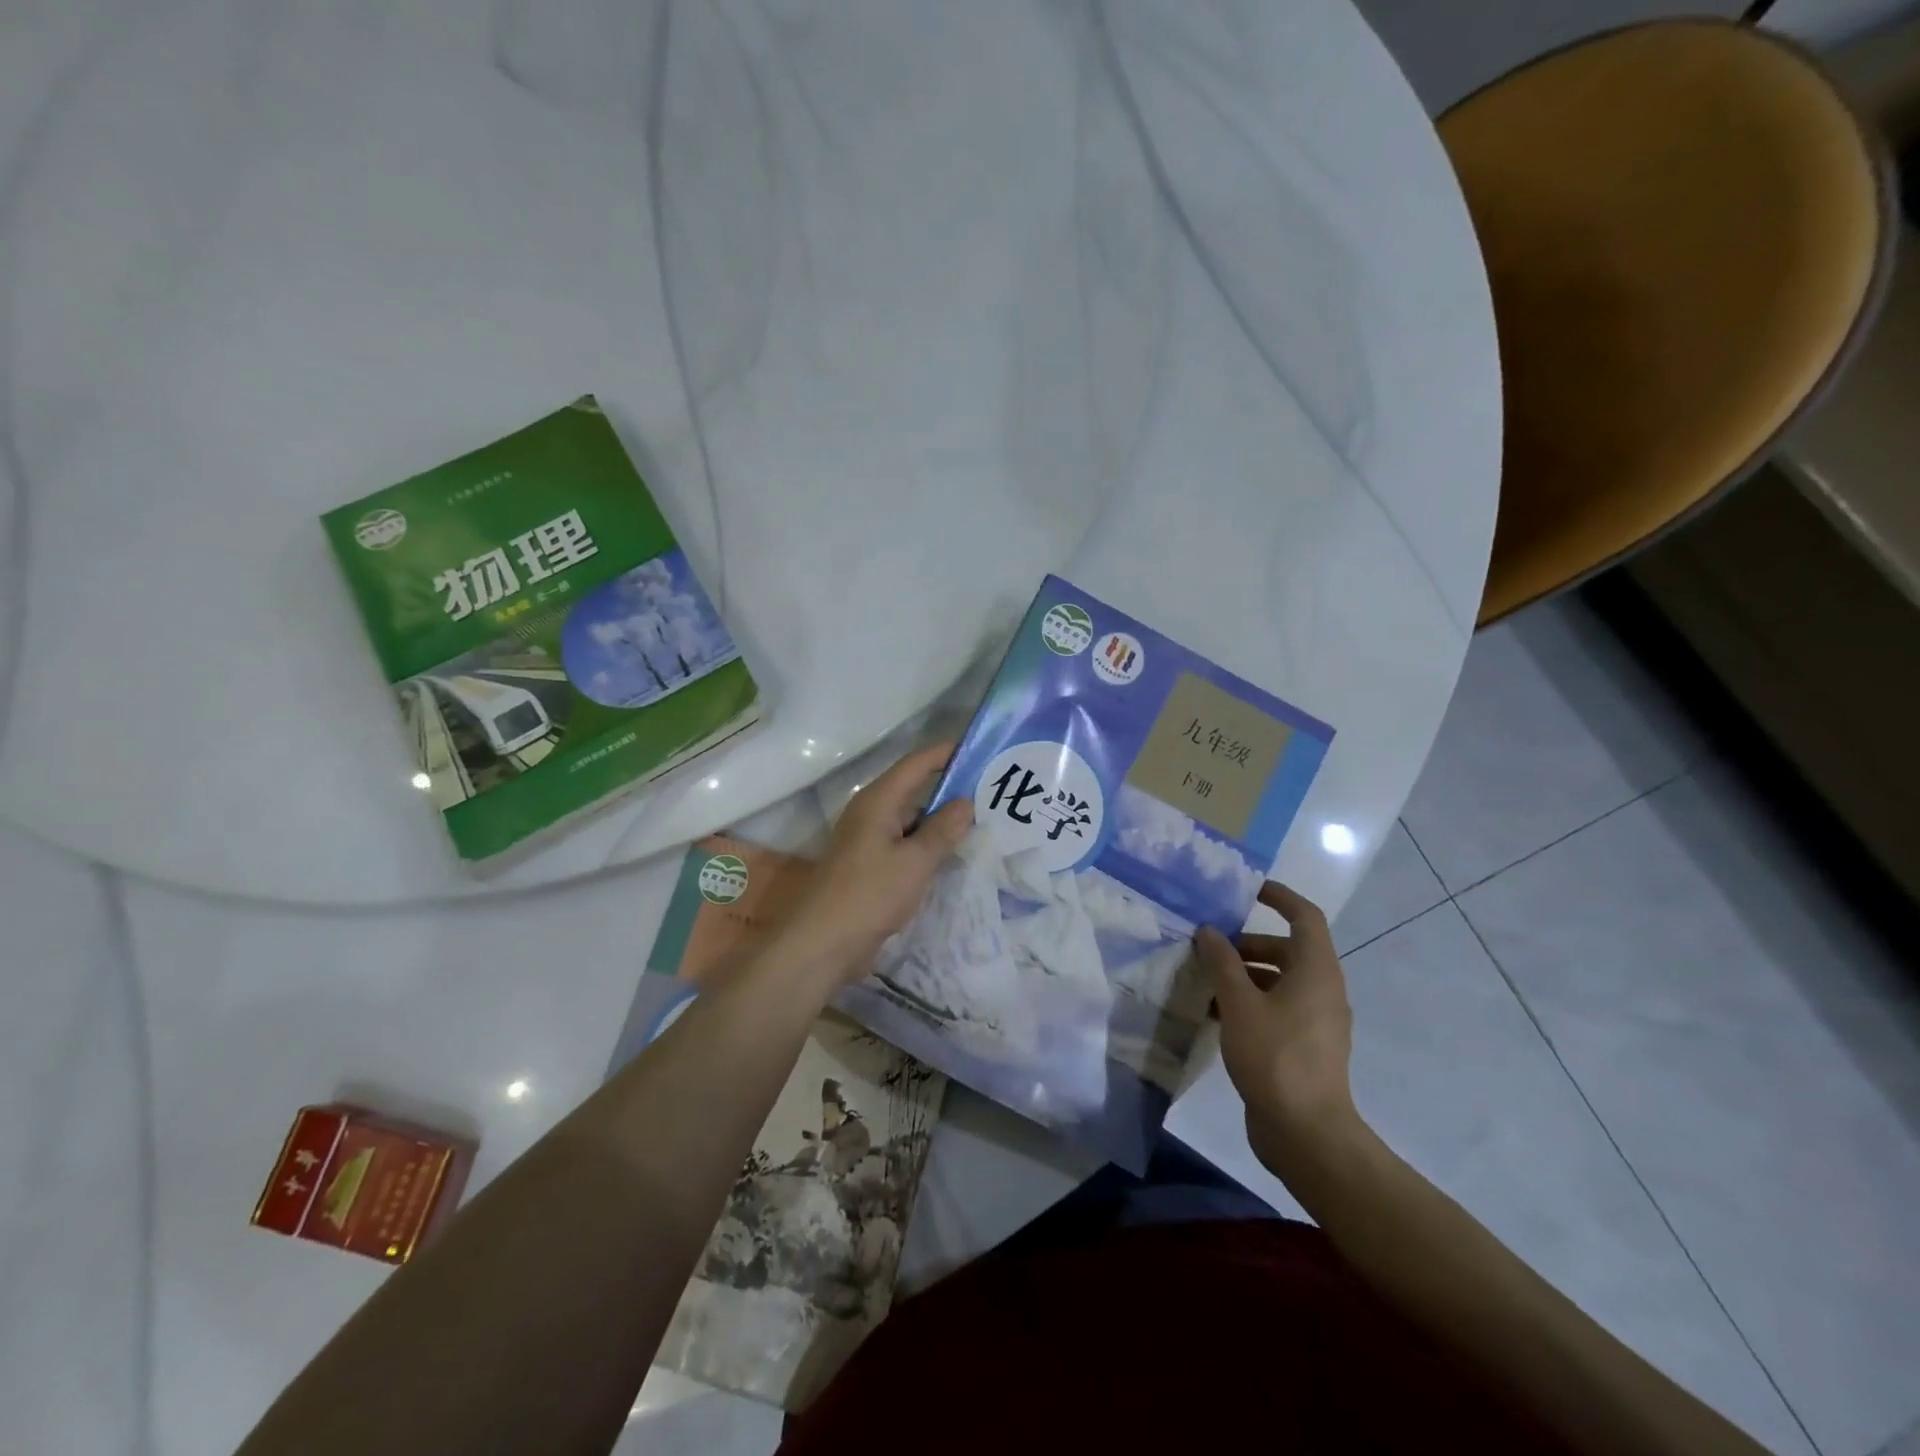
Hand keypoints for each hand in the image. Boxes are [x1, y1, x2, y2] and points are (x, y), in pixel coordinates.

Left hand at [783, 743, 973, 981]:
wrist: (823, 943)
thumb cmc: (869, 894)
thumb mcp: (914, 862)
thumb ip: (943, 830)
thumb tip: (967, 802)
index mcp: (878, 801)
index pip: (916, 764)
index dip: (946, 752)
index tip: (980, 747)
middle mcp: (871, 813)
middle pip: (915, 789)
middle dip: (951, 787)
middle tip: (993, 787)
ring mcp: (869, 840)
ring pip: (912, 819)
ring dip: (942, 819)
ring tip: (984, 819)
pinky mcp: (871, 865)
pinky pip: (906, 843)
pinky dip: (929, 843)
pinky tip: (955, 853)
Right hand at [1195, 882, 1363, 1178]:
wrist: (1307, 1134)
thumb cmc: (1275, 1057)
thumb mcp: (1239, 1004)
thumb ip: (1222, 963)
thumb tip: (1209, 931)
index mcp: (1316, 971)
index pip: (1305, 916)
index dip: (1279, 897)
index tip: (1247, 891)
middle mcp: (1322, 990)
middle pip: (1287, 950)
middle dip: (1247, 943)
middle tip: (1208, 947)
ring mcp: (1316, 1021)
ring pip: (1279, 981)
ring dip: (1243, 975)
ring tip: (1204, 982)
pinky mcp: (1304, 1047)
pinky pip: (1277, 1009)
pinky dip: (1249, 1003)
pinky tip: (1215, 1016)